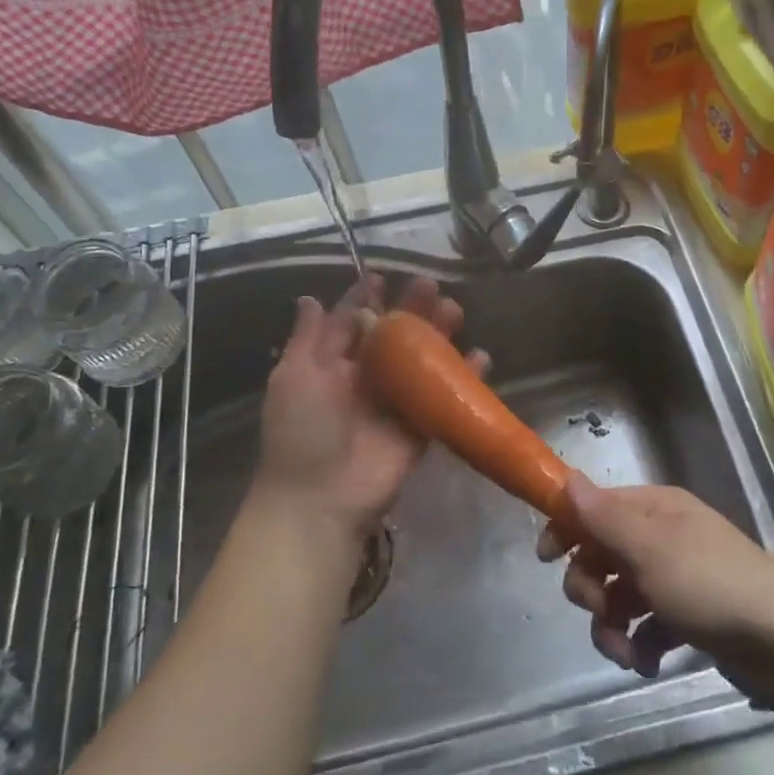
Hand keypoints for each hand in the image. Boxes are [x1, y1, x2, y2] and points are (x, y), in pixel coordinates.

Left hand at [255, 274, 484, 544]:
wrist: (321, 498)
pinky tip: (480, 356)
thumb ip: (307, 337)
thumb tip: (309, 297)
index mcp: (333, 364)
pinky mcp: (421, 427)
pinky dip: (465, 377)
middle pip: (394, 336)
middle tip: (429, 286)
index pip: (352, 322)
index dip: (366, 298)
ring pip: (423, 360)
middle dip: (411, 309)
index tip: (383, 276)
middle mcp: (366, 377)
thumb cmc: (302, 430)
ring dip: (440, 334)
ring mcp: (396, 401)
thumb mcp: (293, 376)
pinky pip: (446, 396)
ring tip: (455, 310)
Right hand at [537, 474, 773, 701]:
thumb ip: (604, 518)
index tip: (546, 558)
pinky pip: (644, 626)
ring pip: (618, 596)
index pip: (595, 507)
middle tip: (600, 611)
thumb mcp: (651, 549)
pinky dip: (639, 645)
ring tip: (626, 653)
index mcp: (654, 509)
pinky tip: (648, 664)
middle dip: (591, 588)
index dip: (567, 528)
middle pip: (601, 554)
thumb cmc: (711, 585)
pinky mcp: (686, 617)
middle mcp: (661, 536)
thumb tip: (567, 478)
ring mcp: (674, 578)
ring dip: (612, 627)